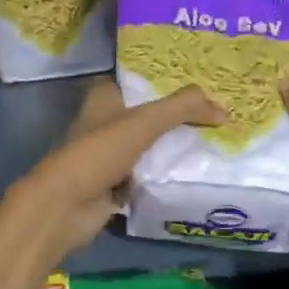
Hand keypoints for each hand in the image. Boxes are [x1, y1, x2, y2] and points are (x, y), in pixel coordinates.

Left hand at [0, 80, 221, 269]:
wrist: (65, 207)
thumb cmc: (98, 153)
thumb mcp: (144, 122)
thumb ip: (183, 109)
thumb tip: (223, 110)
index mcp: (103, 100)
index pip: (135, 83)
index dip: (161, 81)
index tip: (195, 85)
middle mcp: (103, 125)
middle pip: (145, 116)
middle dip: (173, 118)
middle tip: (212, 116)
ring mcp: (107, 158)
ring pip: (146, 148)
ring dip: (170, 149)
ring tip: (210, 143)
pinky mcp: (112, 188)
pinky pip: (145, 177)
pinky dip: (162, 177)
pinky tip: (191, 174)